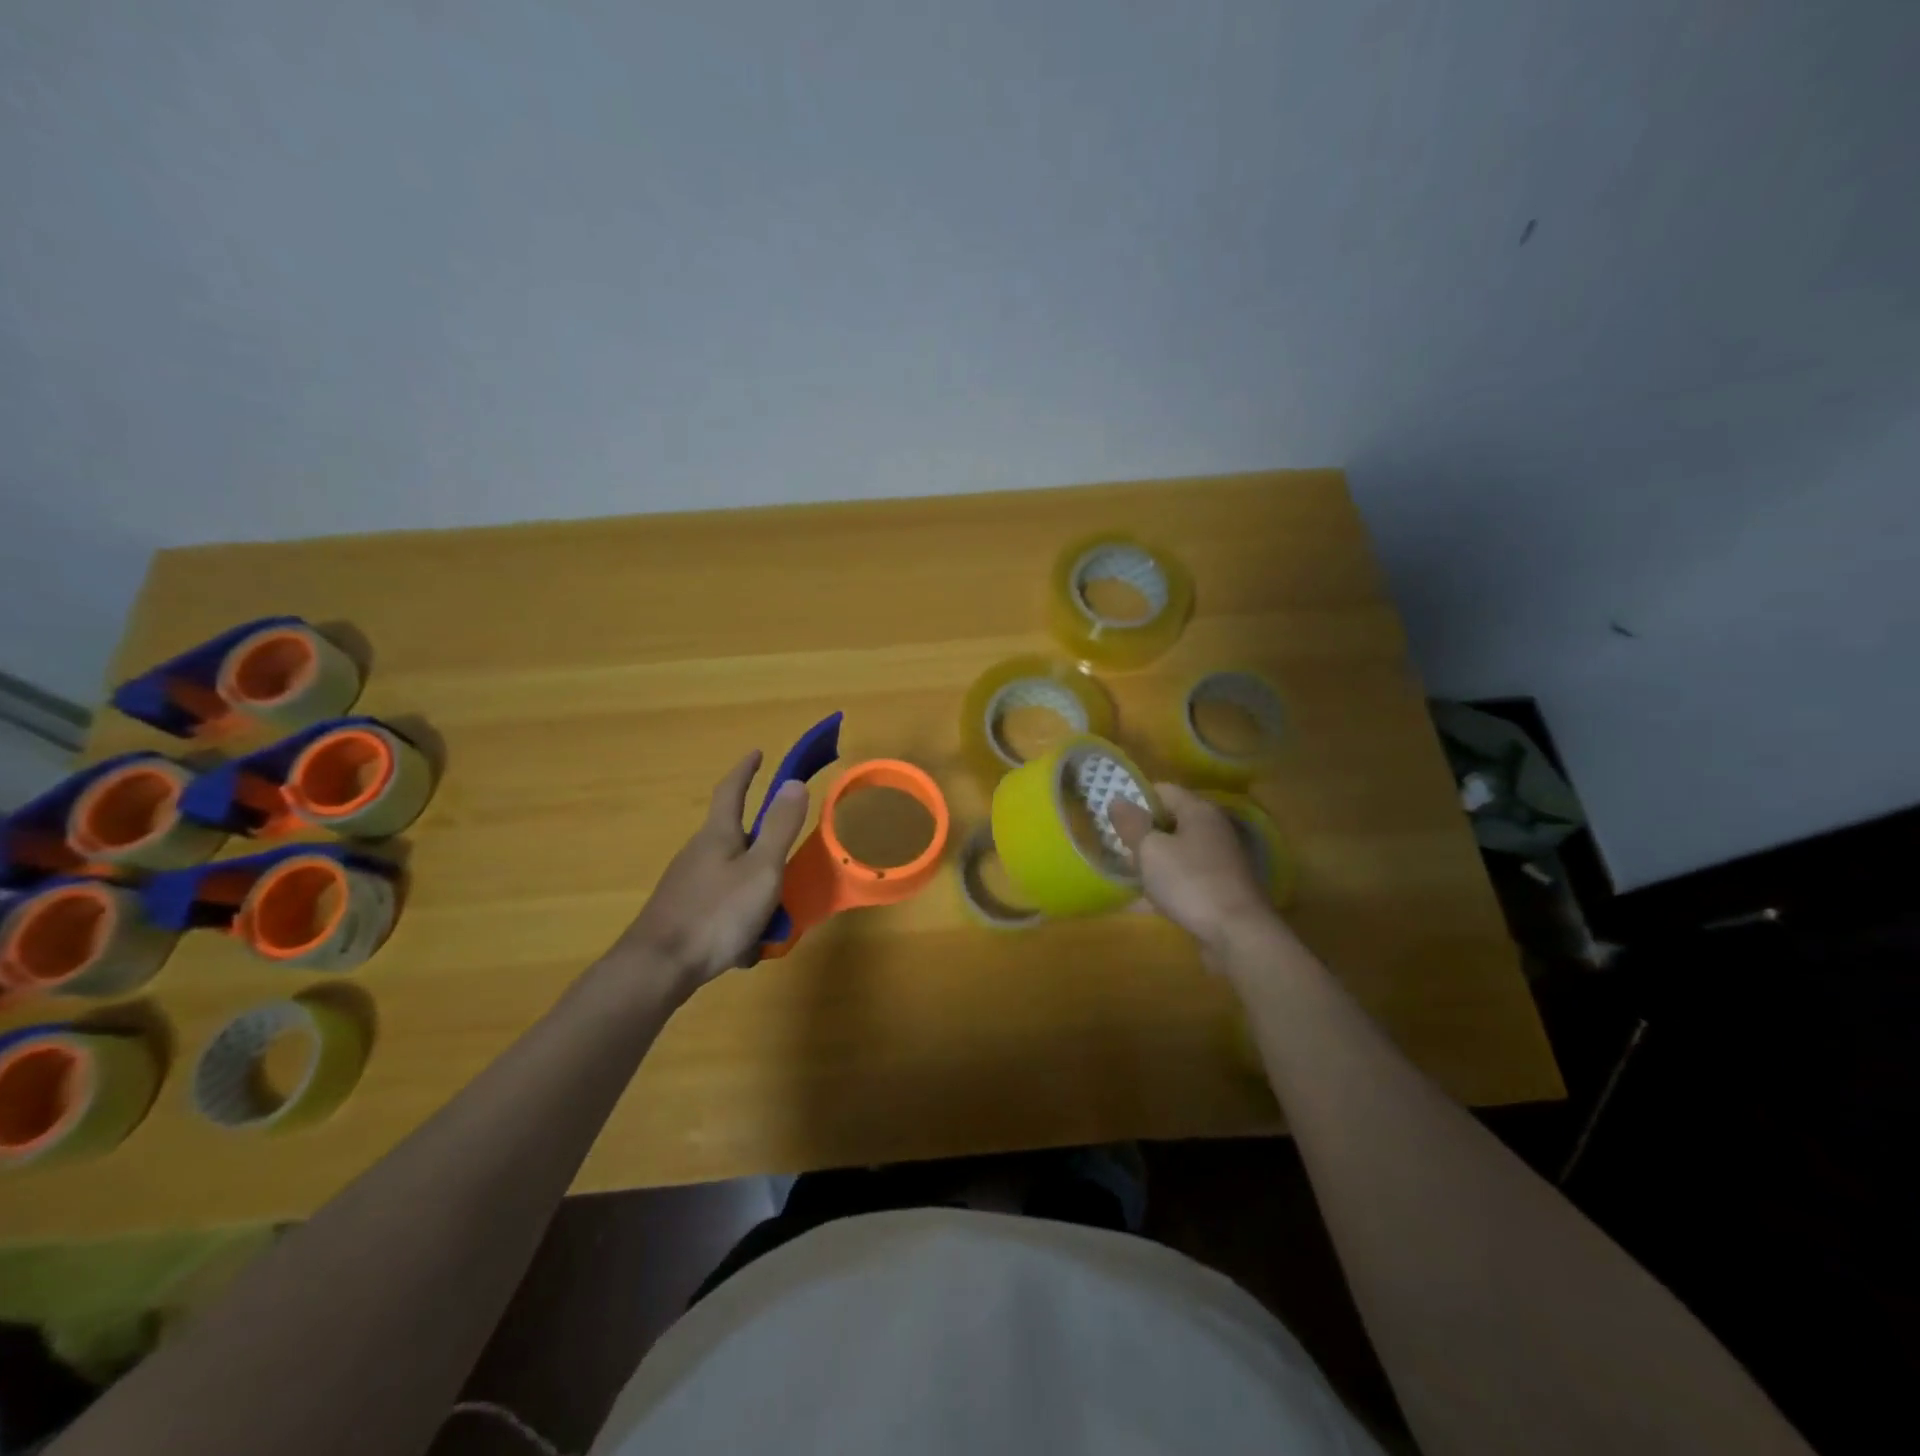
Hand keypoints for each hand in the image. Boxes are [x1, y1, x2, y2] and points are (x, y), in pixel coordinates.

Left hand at [605, 750, 810, 996]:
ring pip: (730, 875)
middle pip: (734, 836)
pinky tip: (746, 945)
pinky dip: (739, 916)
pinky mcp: (681, 913)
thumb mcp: (762, 869)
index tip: (757, 753)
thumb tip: (793, 782)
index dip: (745, 771)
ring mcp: (686, 884)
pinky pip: (720, 904)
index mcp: (718, 835)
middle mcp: (698, 853)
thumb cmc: (717, 913)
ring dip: (754, 887)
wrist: (658, 967)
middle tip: (787, 857)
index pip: (731, 791)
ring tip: (775, 915)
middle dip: (761, 844)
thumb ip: (780, 828)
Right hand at [1109, 784, 1278, 959]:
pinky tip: (1144, 901)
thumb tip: (1117, 800)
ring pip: (1176, 851)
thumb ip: (1131, 824)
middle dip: (1142, 833)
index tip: (1112, 818)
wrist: (1237, 934)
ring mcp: (1219, 861)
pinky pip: (1184, 878)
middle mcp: (1213, 830)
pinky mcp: (1220, 888)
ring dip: (1152, 861)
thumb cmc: (1189, 882)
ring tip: (1126, 875)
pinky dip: (1165, 884)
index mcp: (1198, 811)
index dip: (1135, 799)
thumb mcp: (1150, 850)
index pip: (1162, 790)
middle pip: (1170, 821)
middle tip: (1116, 848)